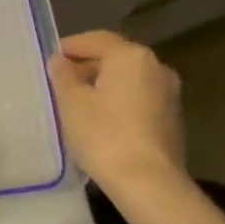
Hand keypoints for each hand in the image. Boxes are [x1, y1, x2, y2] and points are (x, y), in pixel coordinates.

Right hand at [48, 30, 188, 196]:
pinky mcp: (173, 120)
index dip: (71, 46)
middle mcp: (156, 67)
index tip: (52, 58)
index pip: (96, 39)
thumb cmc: (104, 134)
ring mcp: (169, 94)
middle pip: (116, 58)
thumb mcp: (71, 101)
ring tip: (78, 102)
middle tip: (62, 80)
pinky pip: (139, 100)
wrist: (149, 184)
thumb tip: (60, 61)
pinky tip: (101, 120)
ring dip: (105, 85)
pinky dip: (120, 102)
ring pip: (129, 80)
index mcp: (131, 56)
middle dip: (88, 66)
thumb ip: (63, 75)